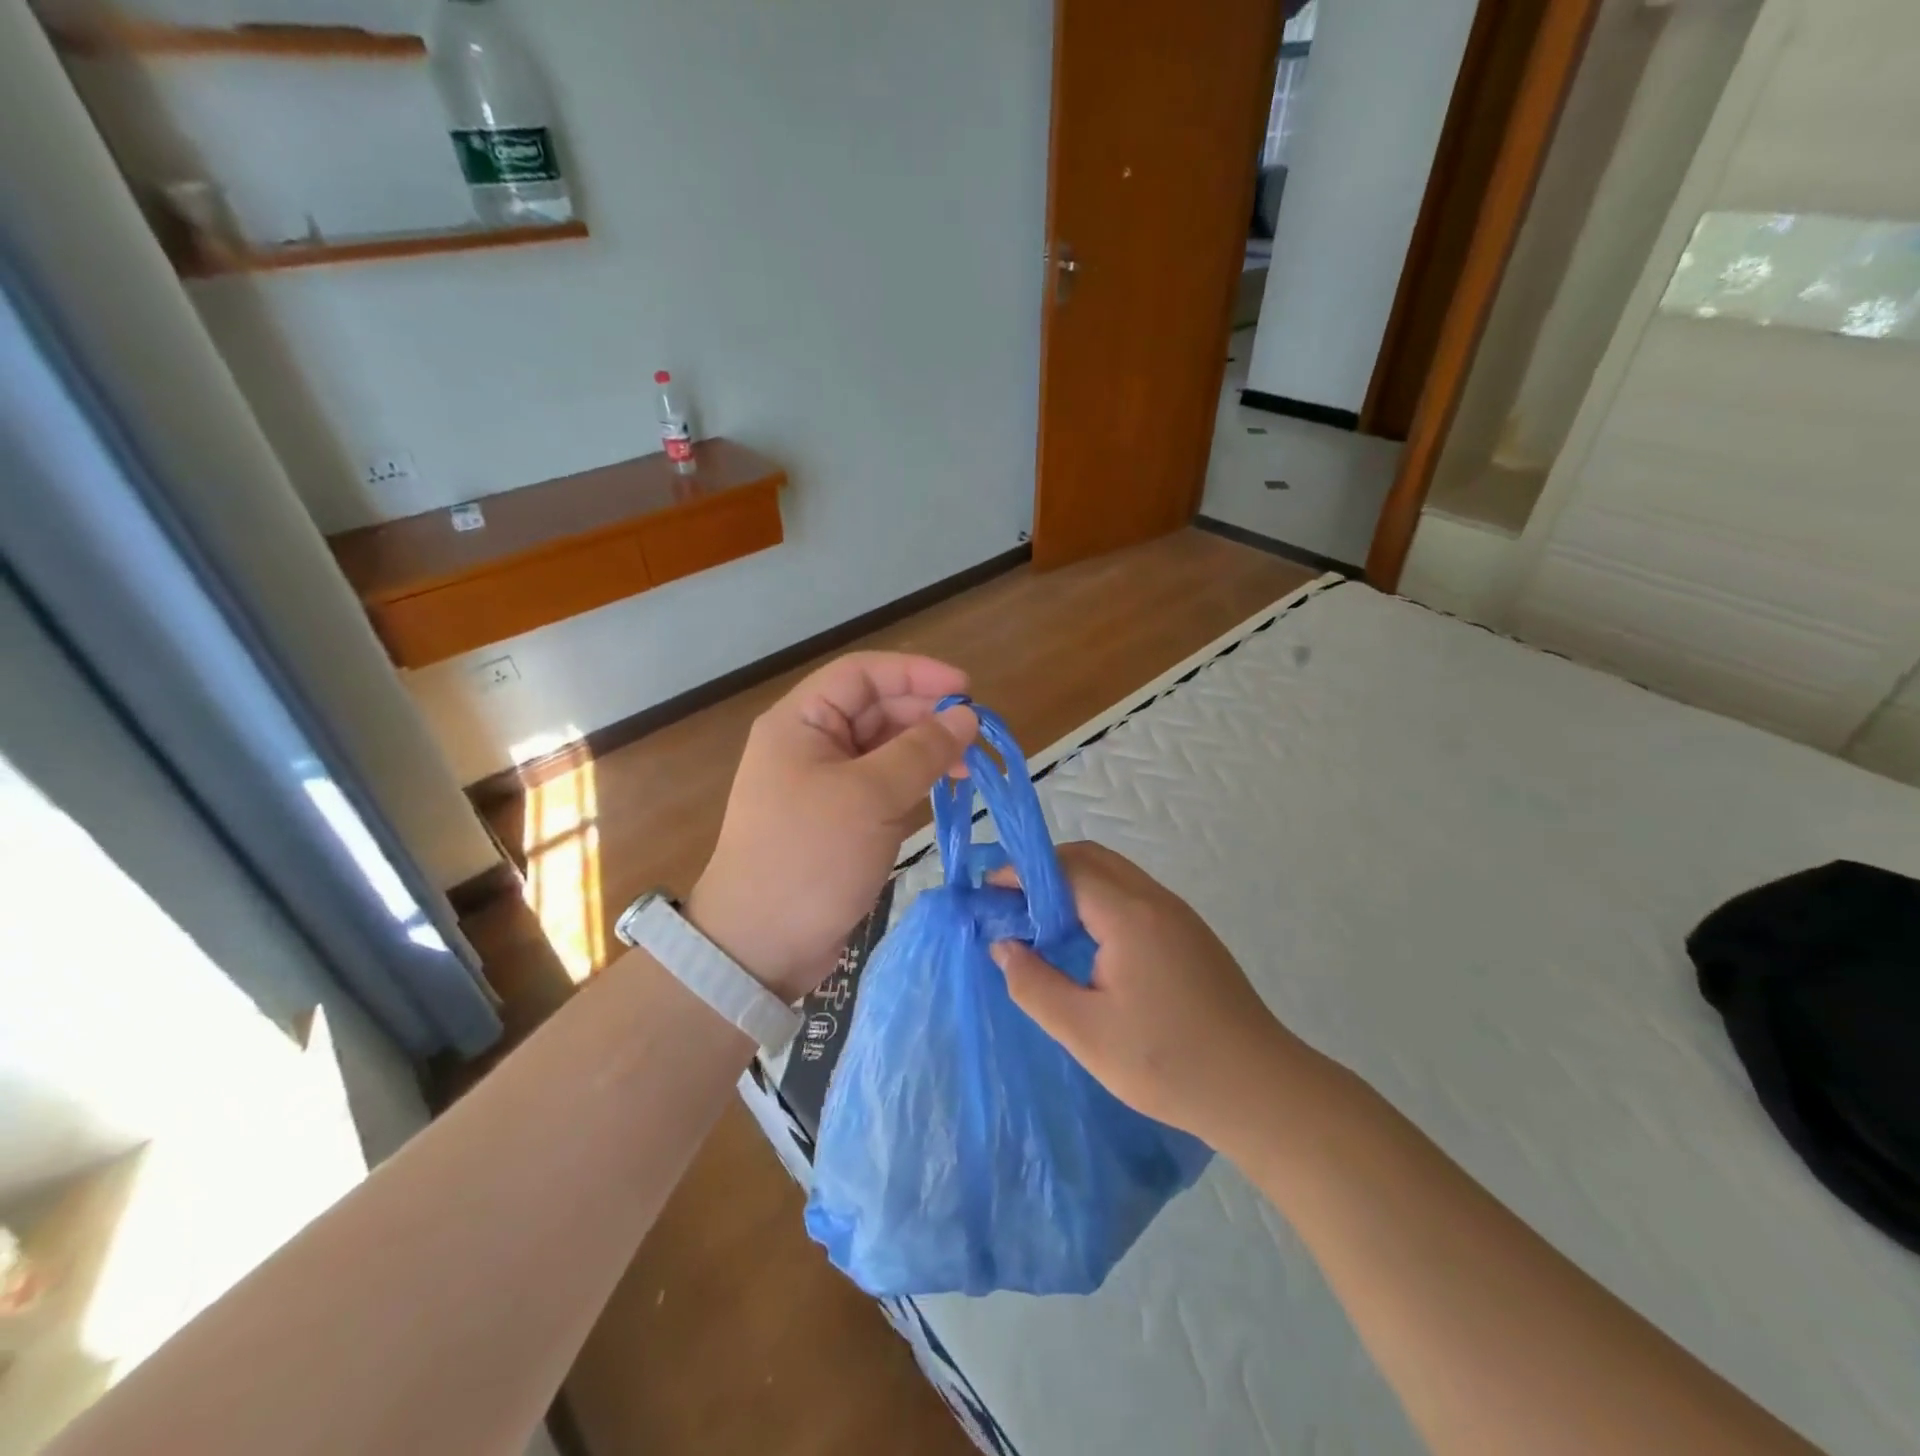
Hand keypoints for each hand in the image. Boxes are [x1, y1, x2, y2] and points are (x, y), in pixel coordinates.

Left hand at [687, 653, 977, 1001]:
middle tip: (975, 737)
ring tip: (967, 767)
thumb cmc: (810, 857)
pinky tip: (942, 790)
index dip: (916, 673)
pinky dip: (913, 782)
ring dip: (925, 751)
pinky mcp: (838, 819)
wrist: (761, 946)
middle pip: (875, 709)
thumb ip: (922, 750)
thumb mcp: (871, 796)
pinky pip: (882, 784)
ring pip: (883, 748)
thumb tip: (967, 715)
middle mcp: (809, 744)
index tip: (966, 689)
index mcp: (800, 722)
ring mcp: (823, 783)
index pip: (862, 674)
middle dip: (926, 716)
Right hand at [990, 842, 1310, 1141]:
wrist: (1260, 1090)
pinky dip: (1098, 899)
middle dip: (1045, 870)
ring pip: (1115, 874)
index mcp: (1129, 915)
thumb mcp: (1085, 1033)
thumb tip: (1003, 946)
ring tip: (1040, 921)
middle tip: (1011, 902)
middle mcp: (1155, 900)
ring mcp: (1178, 915)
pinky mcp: (1190, 934)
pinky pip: (1133, 896)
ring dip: (1073, 883)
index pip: (1066, 869)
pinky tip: (1086, 941)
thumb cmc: (1167, 1063)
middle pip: (1092, 859)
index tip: (988, 892)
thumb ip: (1035, 985)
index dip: (1022, 874)